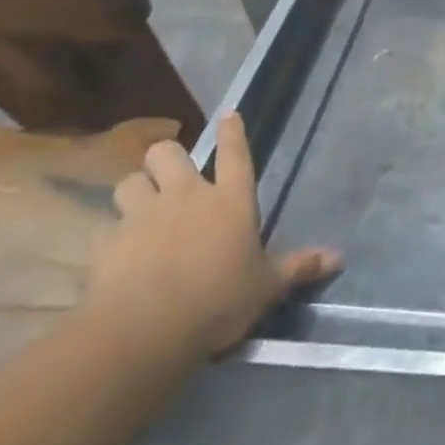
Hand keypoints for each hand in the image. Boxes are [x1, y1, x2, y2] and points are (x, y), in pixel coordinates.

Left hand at [84, 113, 340, 365]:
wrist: (147, 329)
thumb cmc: (220, 300)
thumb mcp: (267, 286)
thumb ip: (299, 267)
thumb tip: (340, 257)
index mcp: (231, 200)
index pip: (236, 154)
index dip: (233, 133)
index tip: (228, 114)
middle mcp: (186, 196)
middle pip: (167, 153)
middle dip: (166, 159)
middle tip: (170, 177)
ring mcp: (142, 216)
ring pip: (129, 182)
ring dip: (135, 191)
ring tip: (139, 209)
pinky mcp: (106, 243)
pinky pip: (104, 228)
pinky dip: (109, 237)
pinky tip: (114, 254)